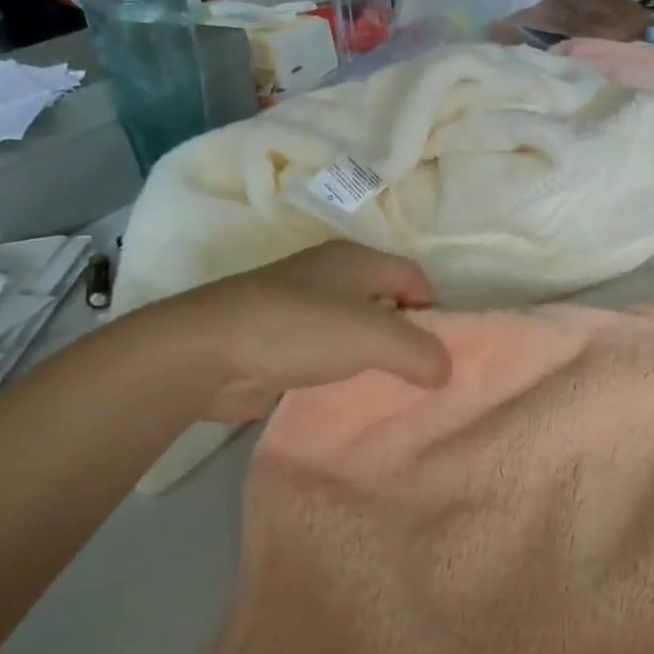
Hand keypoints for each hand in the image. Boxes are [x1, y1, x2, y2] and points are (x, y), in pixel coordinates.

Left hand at [119, 242, 451, 423]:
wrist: (207, 351)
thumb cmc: (301, 328)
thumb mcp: (376, 336)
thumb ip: (421, 352)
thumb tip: (446, 371)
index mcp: (355, 259)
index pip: (413, 276)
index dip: (433, 309)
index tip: (438, 351)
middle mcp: (329, 275)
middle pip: (385, 300)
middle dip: (404, 335)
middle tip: (418, 374)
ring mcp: (299, 306)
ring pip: (354, 328)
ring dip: (371, 355)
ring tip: (385, 387)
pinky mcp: (277, 338)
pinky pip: (324, 351)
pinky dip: (339, 369)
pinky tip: (343, 394)